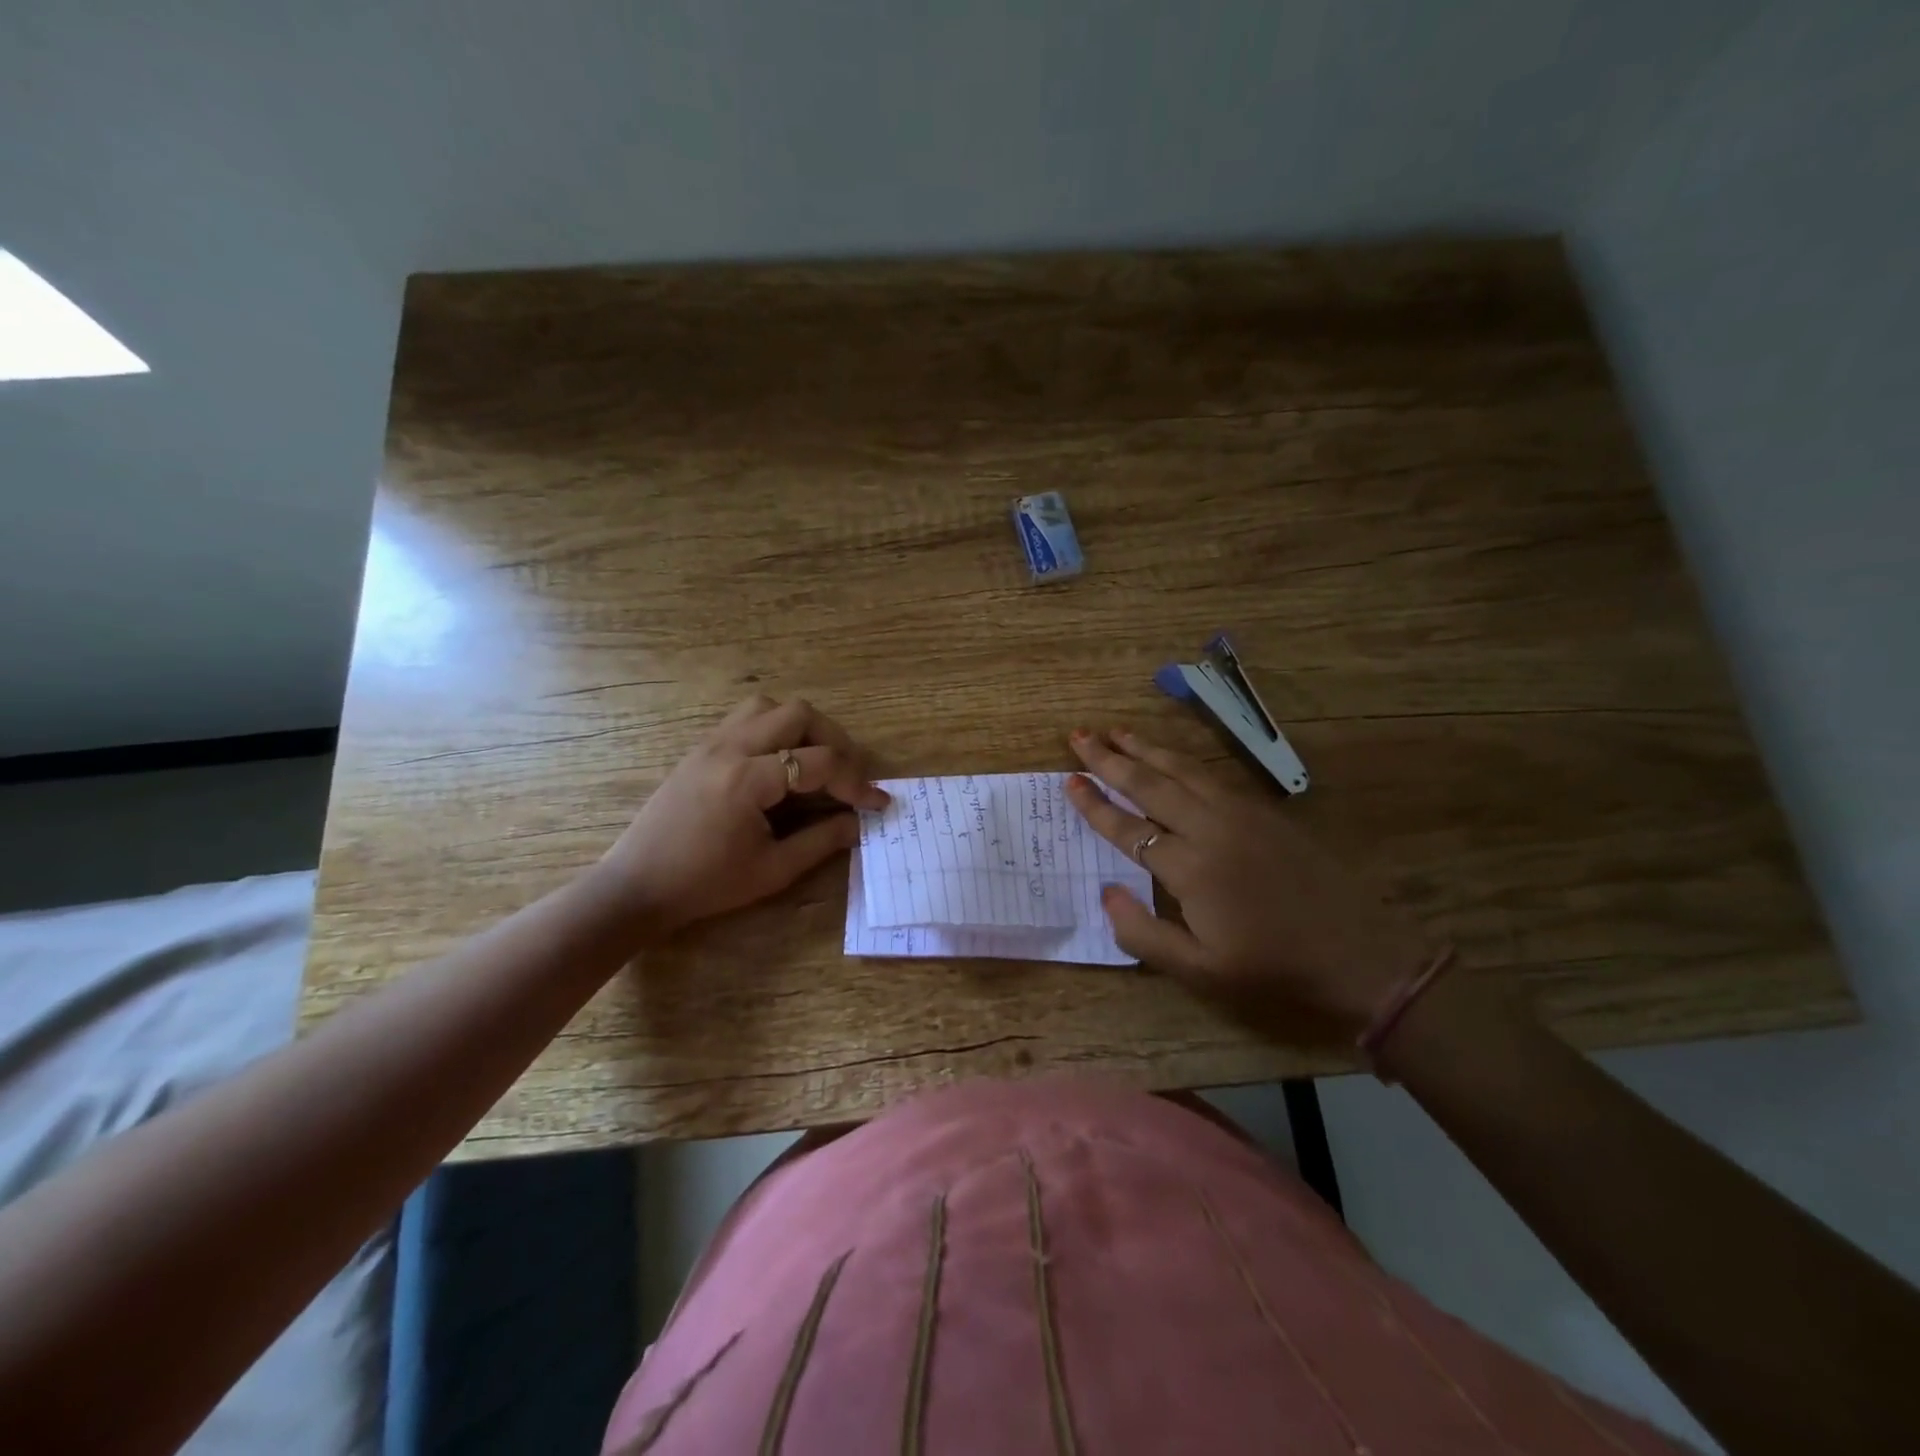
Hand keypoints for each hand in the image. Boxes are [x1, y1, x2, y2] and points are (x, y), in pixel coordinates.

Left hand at [600, 697, 888, 932]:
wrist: (636, 886)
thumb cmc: (705, 884)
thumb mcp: (772, 870)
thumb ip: (822, 841)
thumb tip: (860, 822)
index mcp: (748, 779)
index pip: (820, 762)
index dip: (857, 782)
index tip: (878, 803)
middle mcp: (730, 748)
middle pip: (798, 713)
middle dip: (834, 740)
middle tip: (845, 775)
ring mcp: (710, 743)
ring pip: (768, 706)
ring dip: (801, 727)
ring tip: (813, 762)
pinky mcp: (699, 749)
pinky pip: (745, 719)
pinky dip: (774, 731)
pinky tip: (779, 765)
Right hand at [1065, 728, 1434, 1038]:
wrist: (1361, 956)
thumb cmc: (1273, 969)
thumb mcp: (1201, 971)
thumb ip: (1143, 933)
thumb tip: (1106, 892)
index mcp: (1190, 868)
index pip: (1128, 827)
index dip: (1094, 805)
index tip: (1068, 781)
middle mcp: (1211, 828)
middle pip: (1150, 783)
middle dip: (1110, 758)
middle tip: (1079, 735)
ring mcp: (1242, 813)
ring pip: (1182, 768)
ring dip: (1145, 747)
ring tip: (1115, 731)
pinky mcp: (1266, 811)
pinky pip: (1212, 774)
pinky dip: (1182, 758)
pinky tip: (1170, 755)